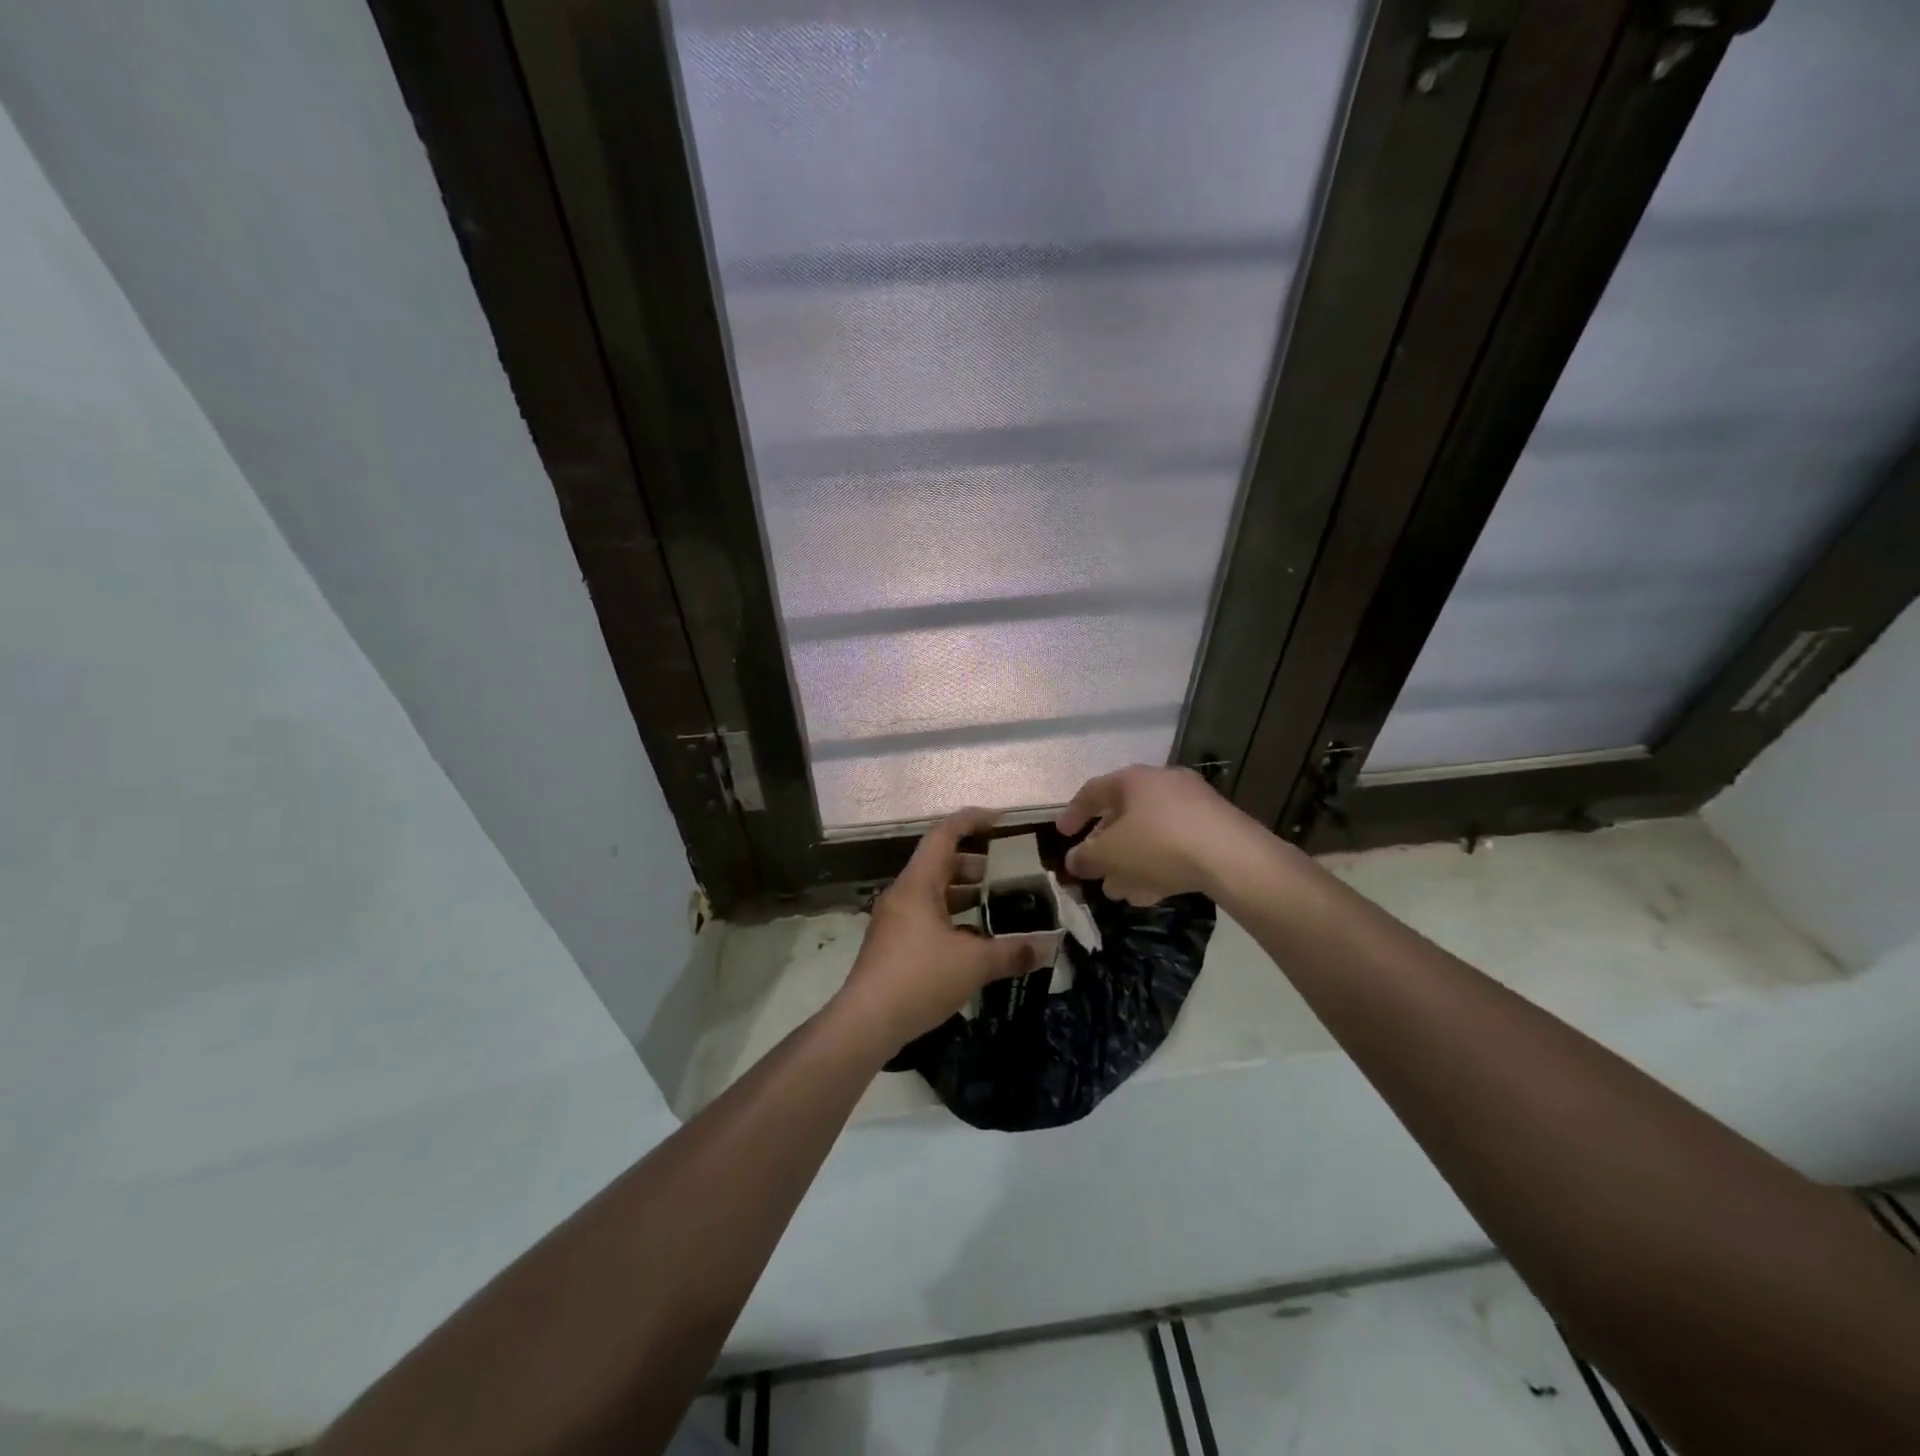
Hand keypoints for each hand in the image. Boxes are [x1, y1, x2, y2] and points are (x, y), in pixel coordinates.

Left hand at [836, 809, 1047, 1051]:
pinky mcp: (893, 944)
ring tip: (998, 904)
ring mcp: (895, 920)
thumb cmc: (919, 978)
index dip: (972, 820)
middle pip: (940, 863)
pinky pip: (927, 916)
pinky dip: (952, 917)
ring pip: (933, 892)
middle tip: (1008, 872)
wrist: (866, 1022)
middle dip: (975, 862)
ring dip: (964, 893)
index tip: (1001, 821)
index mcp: (918, 884)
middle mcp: (903, 894)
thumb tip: (1050, 946)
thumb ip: (1013, 952)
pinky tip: (975, 940)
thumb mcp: (974, 964)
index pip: (944, 834)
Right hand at [1056, 764, 1268, 904]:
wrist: (1232, 857)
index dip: (1073, 814)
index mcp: (1133, 780)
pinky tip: (1150, 894)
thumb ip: (1086, 857)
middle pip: (1124, 815)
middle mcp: (1162, 784)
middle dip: (1106, 848)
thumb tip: (1073, 860)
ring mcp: (1193, 805)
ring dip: (1130, 862)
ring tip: (1119, 891)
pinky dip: (1157, 865)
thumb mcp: (1111, 854)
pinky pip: (1174, 845)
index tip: (1062, 835)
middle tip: (1095, 871)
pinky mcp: (1214, 829)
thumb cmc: (1158, 844)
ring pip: (1150, 834)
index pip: (1093, 791)